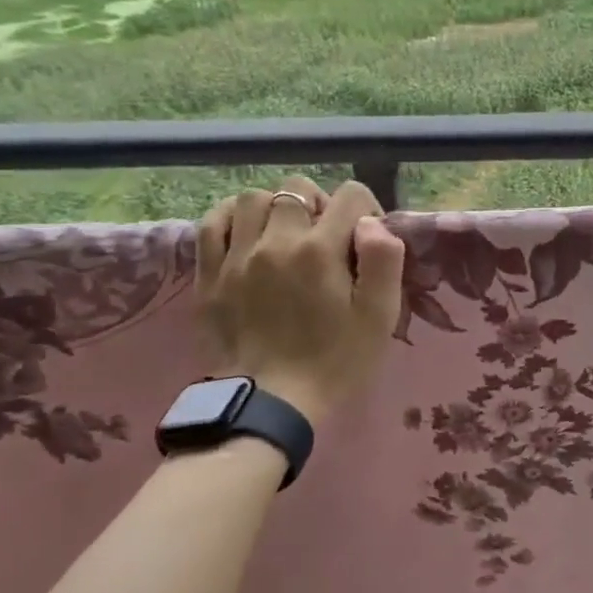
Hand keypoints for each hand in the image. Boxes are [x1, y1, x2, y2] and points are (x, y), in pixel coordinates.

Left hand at [197, 175, 404, 423]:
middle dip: (320, 204)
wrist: (271, 403)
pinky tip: (248, 235)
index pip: (350, 195)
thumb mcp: (380, 315)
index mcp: (321, 250)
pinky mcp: (208, 274)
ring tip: (287, 235)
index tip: (366, 241)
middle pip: (297, 189)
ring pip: (252, 199)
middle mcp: (276, 242)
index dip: (366, 210)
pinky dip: (232, 218)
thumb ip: (384, 259)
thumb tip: (370, 223)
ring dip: (276, 208)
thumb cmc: (336, 360)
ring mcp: (236, 256)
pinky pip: (212, 222)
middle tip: (326, 238)